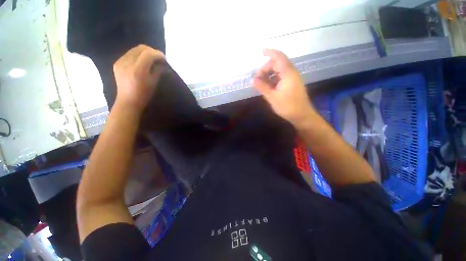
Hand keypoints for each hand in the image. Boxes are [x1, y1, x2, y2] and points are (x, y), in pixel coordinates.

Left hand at [113, 44, 164, 112]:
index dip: (158, 54)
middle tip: (158, 57)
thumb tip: (162, 64)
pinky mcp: (117, 63)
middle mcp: (127, 63)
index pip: (148, 54)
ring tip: (151, 58)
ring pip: (134, 49)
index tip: (164, 58)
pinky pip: (129, 54)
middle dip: (152, 51)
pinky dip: (137, 55)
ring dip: (145, 52)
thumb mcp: (153, 83)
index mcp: (138, 70)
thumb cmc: (143, 94)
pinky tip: (142, 61)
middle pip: (140, 48)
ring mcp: (120, 62)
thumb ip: (158, 71)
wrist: (128, 101)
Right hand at [253, 49, 314, 125]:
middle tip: (257, 78)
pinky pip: (281, 77)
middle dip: (266, 68)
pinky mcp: (292, 84)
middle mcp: (291, 73)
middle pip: (277, 64)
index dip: (270, 52)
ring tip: (260, 83)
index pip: (279, 57)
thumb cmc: (287, 106)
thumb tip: (253, 80)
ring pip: (279, 71)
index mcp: (288, 73)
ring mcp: (292, 79)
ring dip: (269, 74)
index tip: (261, 52)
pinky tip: (267, 86)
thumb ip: (262, 87)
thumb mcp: (272, 97)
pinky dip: (273, 79)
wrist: (302, 115)